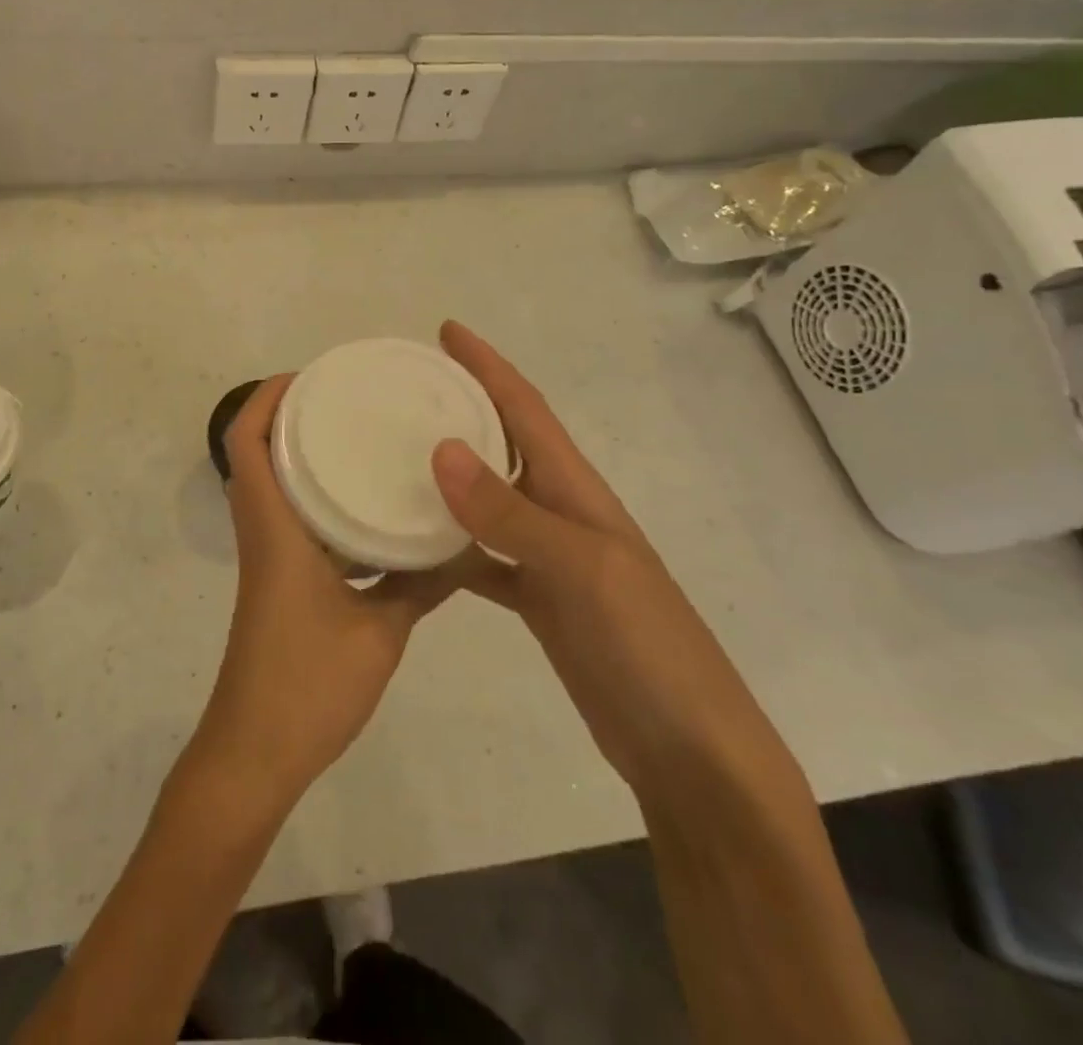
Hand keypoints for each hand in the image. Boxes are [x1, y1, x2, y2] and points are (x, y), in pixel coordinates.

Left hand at [194, 374, 462, 810]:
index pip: (247, 442)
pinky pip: (289, 521)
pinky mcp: (276, 583)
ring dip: (302, 456)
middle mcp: (262, 533)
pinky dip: (316, 500)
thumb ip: (420, 583)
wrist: (255, 752)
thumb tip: (465, 542)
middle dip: (291, 417)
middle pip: (257, 454)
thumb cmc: (308, 684)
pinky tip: (364, 511)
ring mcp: (266, 559)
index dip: (266, 399)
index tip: (310, 376)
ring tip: (359, 440)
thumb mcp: (380, 632)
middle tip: (347, 399)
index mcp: (274, 528)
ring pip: (272, 487)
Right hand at [432, 322, 791, 799]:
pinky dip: (448, 546)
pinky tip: (411, 546)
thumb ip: (511, 514)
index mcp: (577, 490)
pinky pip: (480, 558)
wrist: (689, 750)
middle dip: (461, 409)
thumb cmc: (647, 646)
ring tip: (393, 455)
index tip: (445, 332)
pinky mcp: (536, 601)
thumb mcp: (581, 570)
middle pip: (503, 445)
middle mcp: (560, 512)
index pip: (525, 408)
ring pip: (486, 500)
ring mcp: (548, 558)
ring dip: (447, 475)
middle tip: (404, 390)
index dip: (488, 366)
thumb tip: (442, 450)